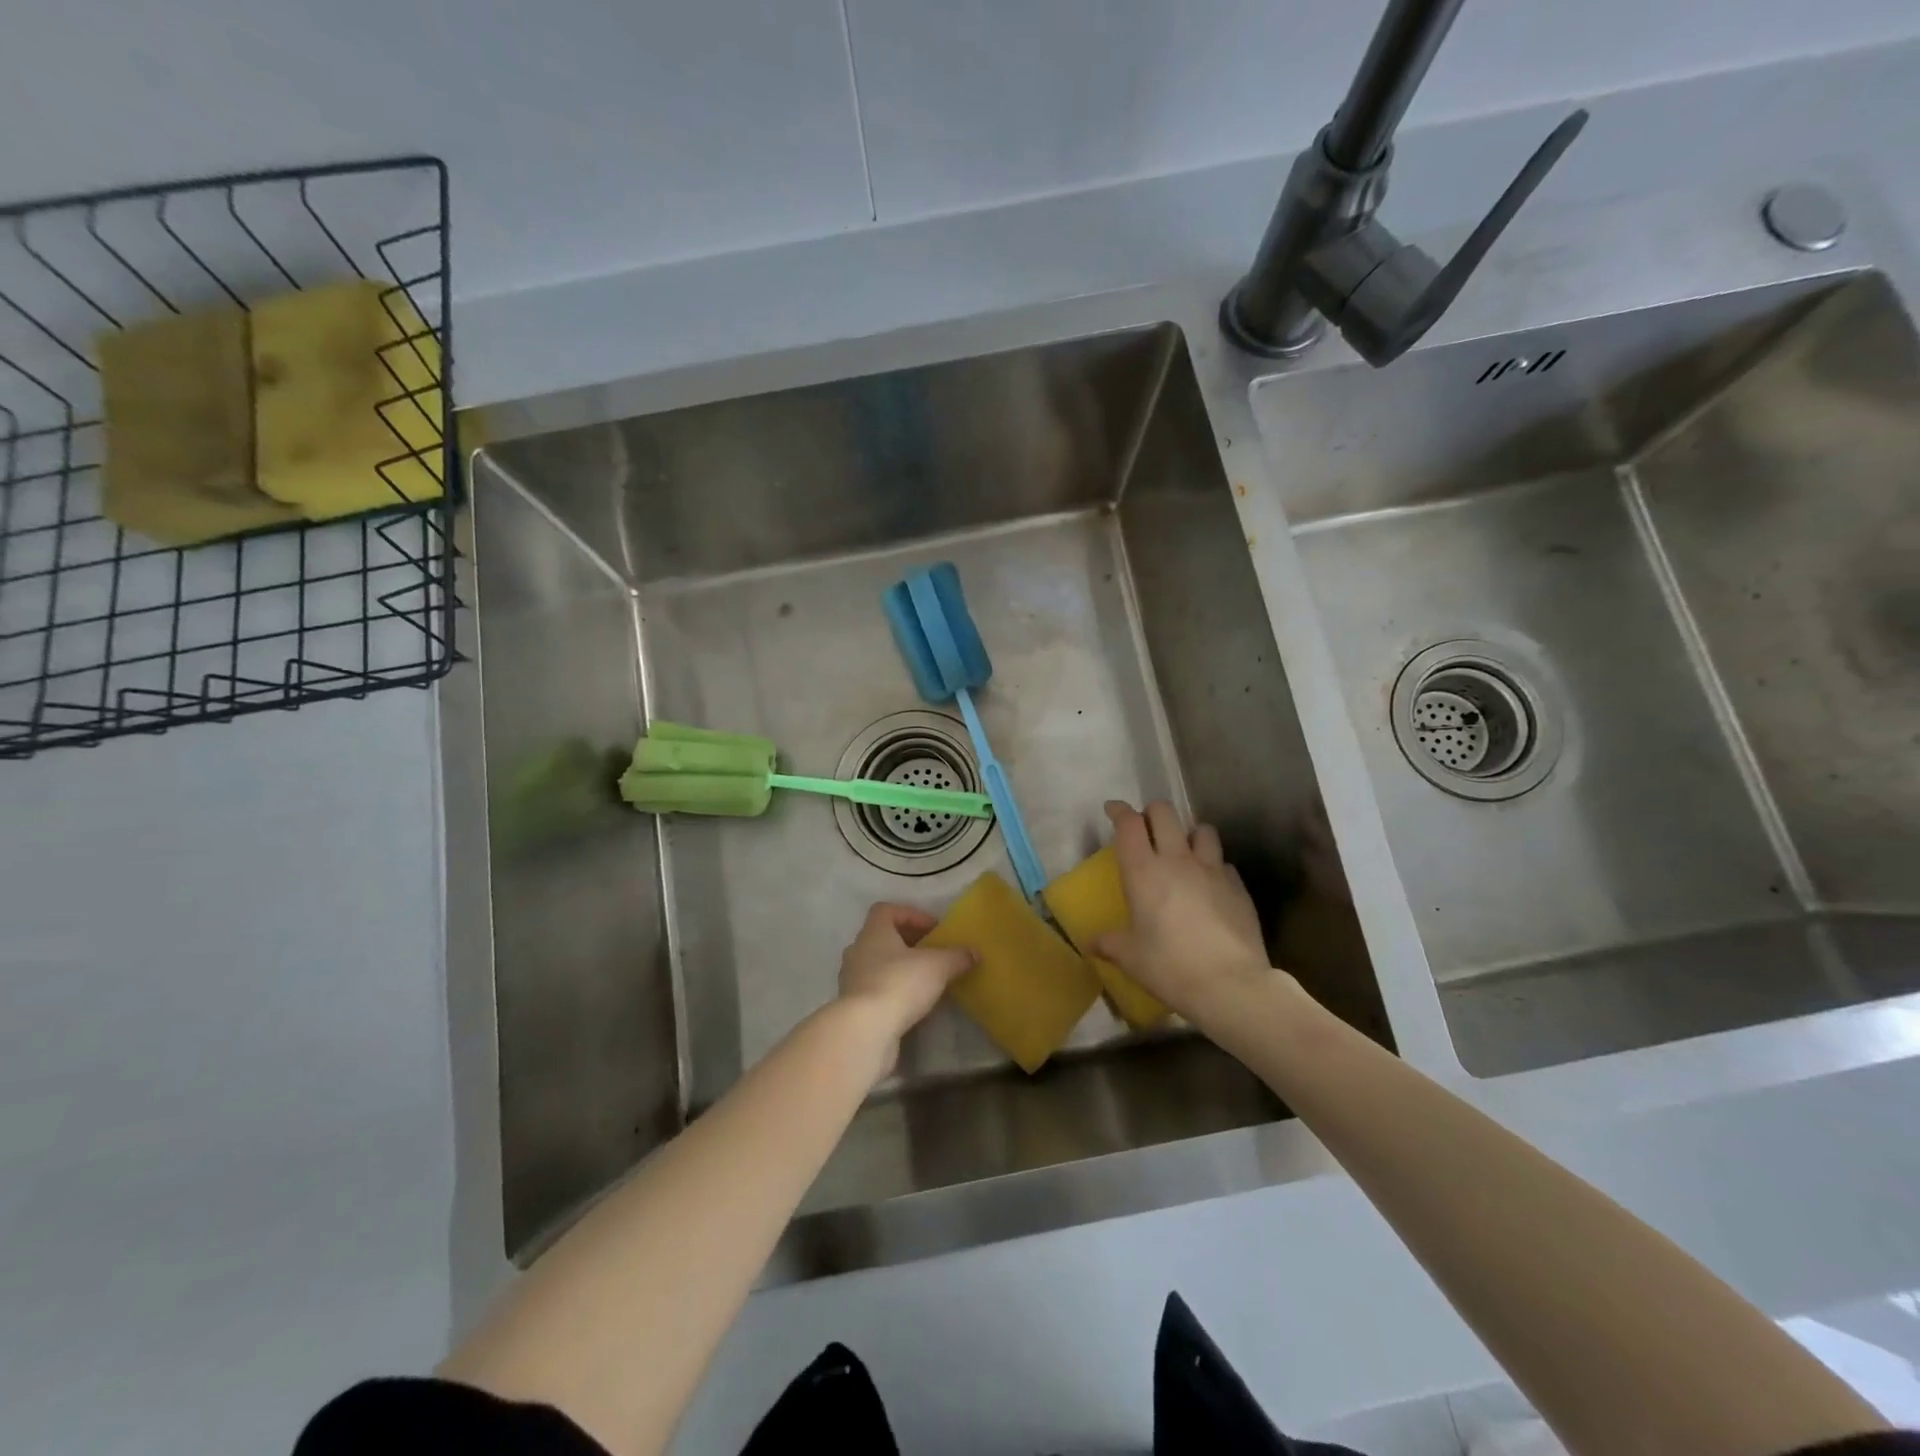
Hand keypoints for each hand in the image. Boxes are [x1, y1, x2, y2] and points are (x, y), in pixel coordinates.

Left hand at [836, 903, 974, 1076]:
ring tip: (925, 980)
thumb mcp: (938, 966)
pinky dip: (893, 991)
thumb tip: (974, 953)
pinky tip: (912, 1004)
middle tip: (933, 954)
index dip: (911, 915)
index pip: (887, 910)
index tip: (934, 930)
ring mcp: (851, 979)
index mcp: (874, 932)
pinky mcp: (853, 1006)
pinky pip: (875, 989)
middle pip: (882, 937)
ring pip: (878, 964)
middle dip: (908, 943)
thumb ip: (957, 957)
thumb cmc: (900, 983)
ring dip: (900, 968)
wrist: (866, 1030)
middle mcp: (858, 950)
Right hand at [1091, 800, 1280, 1030]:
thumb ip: (1108, 943)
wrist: (1231, 985)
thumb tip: (1089, 943)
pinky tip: (1210, 885)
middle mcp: (1177, 860)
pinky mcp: (1238, 886)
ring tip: (1183, 851)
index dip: (1119, 811)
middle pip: (1164, 812)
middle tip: (1146, 829)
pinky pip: (1223, 862)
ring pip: (1202, 829)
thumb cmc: (1170, 967)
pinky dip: (1213, 866)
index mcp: (1143, 871)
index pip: (1129, 824)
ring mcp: (1212, 870)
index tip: (1112, 810)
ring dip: (1189, 834)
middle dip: (1151, 813)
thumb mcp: (1130, 958)